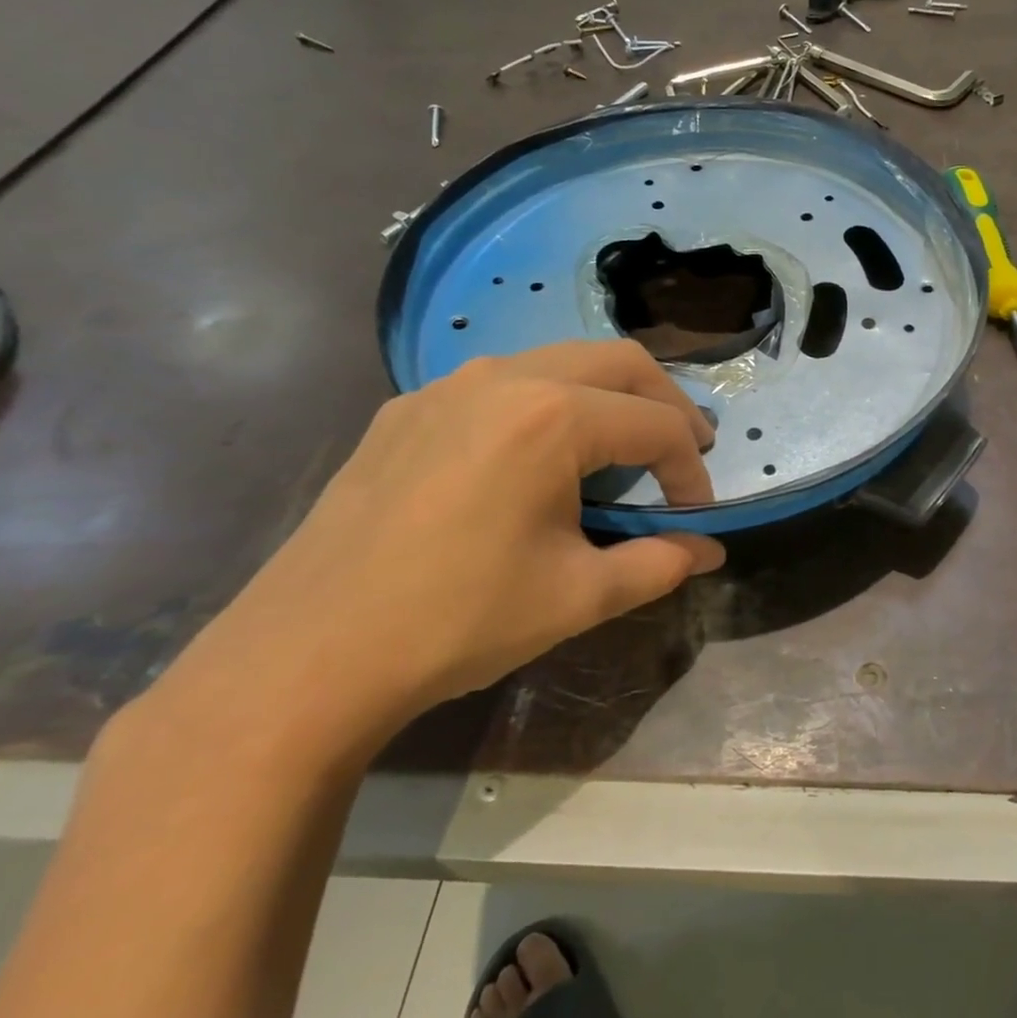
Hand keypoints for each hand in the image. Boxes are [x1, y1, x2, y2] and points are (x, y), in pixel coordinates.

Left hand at [160, 341, 723, 752]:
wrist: (307, 656)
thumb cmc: (460, 621)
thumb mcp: (579, 597)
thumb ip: (659, 564)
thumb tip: (710, 553)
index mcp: (554, 417)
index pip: (656, 426)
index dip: (691, 470)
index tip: (696, 514)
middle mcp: (505, 378)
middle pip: (619, 362)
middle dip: (665, 404)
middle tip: (685, 450)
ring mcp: (447, 386)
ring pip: (559, 361)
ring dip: (606, 397)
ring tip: (618, 450)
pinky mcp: (407, 408)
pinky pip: (500, 384)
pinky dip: (546, 405)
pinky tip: (534, 459)